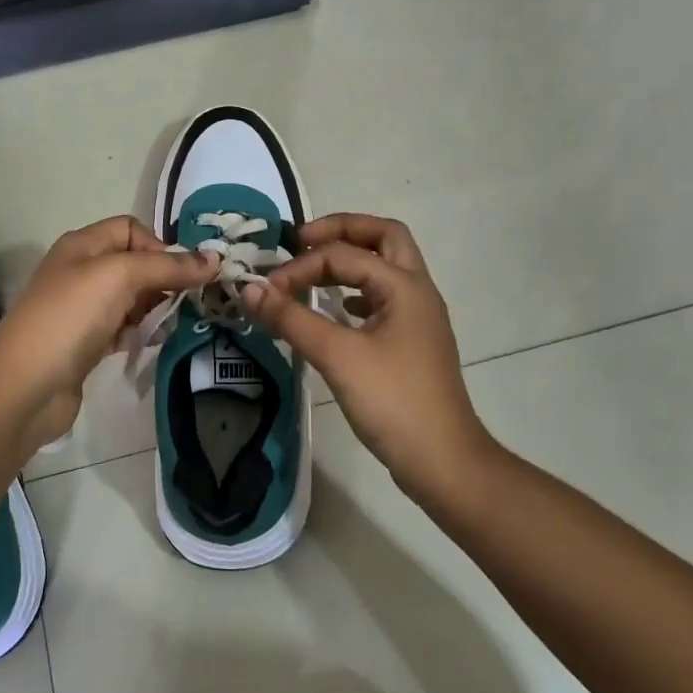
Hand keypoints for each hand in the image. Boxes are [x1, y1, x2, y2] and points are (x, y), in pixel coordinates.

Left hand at [0, 216, 216, 447]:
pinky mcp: (87, 344)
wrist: (25, 386)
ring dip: (156, 308)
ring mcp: (82, 310)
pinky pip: (124, 328)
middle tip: (189, 301)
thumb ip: (167, 266)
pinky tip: (153, 343)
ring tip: (175, 324)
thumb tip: (214, 259)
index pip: (131, 228)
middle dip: (164, 278)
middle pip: (135, 264)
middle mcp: (81, 271)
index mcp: (83, 245)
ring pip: (132, 298)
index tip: (181, 275)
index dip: (159, 246)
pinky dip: (141, 332)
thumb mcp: (119, 277)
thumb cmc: (71, 318)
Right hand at [242, 213, 488, 493]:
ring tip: (313, 271)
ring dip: (351, 259)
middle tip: (304, 241)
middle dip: (342, 231)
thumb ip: (291, 318)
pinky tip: (337, 310)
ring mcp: (418, 317)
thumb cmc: (392, 401)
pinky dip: (358, 291)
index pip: (344, 255)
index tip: (268, 290)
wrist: (442, 461)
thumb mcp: (337, 356)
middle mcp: (417, 291)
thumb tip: (250, 289)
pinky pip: (384, 298)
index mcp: (404, 286)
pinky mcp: (412, 342)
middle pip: (384, 237)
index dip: (300, 266)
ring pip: (386, 267)